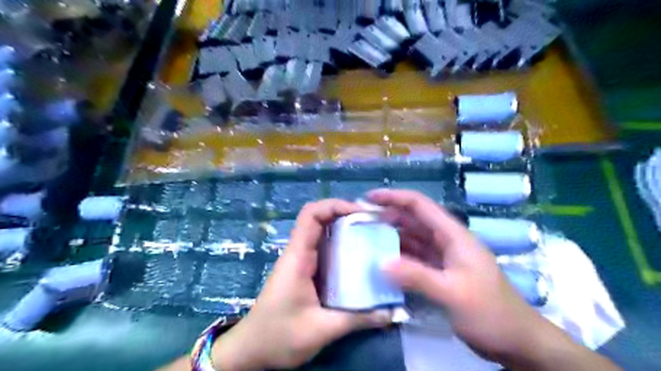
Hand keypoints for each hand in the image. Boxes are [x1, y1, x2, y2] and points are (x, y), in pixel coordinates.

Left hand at [214, 200, 391, 370]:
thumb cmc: (278, 336)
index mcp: (298, 256)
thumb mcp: (321, 329)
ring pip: (324, 234)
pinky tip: (360, 259)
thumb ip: (357, 319)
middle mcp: (299, 253)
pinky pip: (325, 250)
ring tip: (373, 237)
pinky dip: (342, 247)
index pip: (311, 214)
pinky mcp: (306, 272)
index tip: (362, 213)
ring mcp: (302, 261)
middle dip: (347, 216)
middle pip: (320, 219)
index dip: (335, 205)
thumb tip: (391, 312)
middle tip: (374, 224)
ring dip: (346, 230)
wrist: (251, 351)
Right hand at [367, 190, 546, 363]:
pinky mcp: (440, 273)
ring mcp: (443, 257)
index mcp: (453, 235)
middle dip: (388, 215)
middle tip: (360, 220)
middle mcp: (447, 241)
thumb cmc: (491, 313)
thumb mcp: (453, 293)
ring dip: (391, 235)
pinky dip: (399, 256)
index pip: (420, 206)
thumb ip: (417, 276)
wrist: (517, 341)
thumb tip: (381, 262)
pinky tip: (383, 260)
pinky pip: (415, 258)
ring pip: (412, 239)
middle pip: (413, 220)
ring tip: (366, 237)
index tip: (368, 198)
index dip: (394, 197)